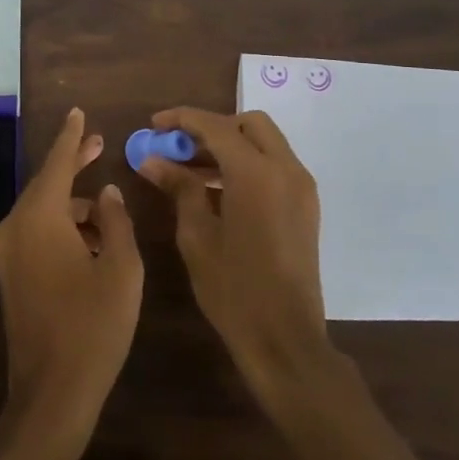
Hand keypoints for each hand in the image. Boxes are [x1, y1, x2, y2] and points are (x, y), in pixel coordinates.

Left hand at [0, 109, 142, 442]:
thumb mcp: (122, 269)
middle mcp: (14, 227)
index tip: (77, 111)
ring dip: (72, 203)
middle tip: (98, 144)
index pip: (57, 163)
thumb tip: (106, 193)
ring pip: (42, 210)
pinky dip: (61, 226)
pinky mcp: (9, 275)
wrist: (52, 394)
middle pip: (46, 184)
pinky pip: (35, 232)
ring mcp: (7, 253)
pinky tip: (91, 239)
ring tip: (107, 208)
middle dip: (73, 164)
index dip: (71, 136)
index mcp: (40, 219)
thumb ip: (116, 221)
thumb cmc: (94, 327)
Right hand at [140, 107, 329, 399]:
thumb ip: (179, 188)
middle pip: (248, 125)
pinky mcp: (306, 205)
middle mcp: (286, 169)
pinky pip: (275, 166)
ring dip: (229, 146)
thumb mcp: (197, 236)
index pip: (216, 126)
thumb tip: (152, 160)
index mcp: (256, 173)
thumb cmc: (234, 290)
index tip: (154, 125)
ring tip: (189, 171)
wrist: (286, 339)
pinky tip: (218, 190)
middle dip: (212, 128)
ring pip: (265, 143)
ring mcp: (301, 187)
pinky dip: (248, 164)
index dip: (182, 120)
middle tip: (179, 147)